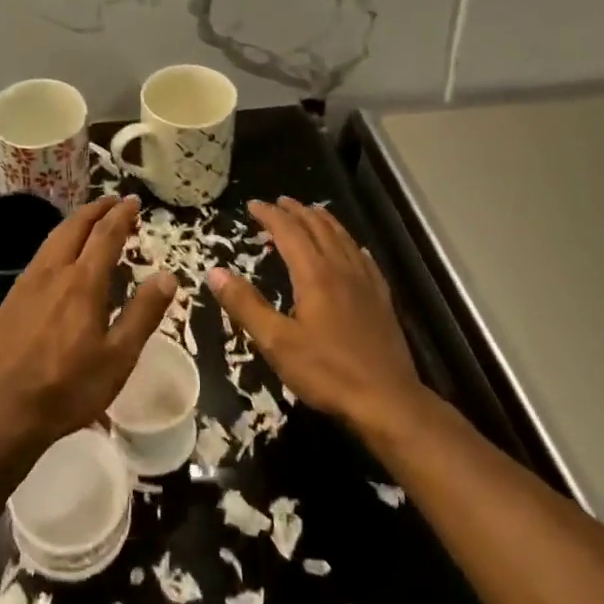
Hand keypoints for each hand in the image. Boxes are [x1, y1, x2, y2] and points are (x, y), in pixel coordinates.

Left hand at [0, 195, 177, 455]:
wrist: (4, 411)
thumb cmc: (69, 387)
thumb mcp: (118, 357)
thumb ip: (143, 313)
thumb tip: (167, 276)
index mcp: (83, 282)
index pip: (105, 235)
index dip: (121, 215)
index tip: (132, 201)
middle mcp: (53, 272)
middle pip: (75, 226)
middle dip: (96, 210)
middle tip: (113, 202)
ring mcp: (26, 283)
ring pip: (52, 238)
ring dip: (74, 223)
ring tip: (89, 222)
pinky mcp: (10, 300)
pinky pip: (38, 258)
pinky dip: (56, 244)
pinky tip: (58, 259)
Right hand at [209, 197, 422, 434]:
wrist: (388, 402)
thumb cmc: (328, 373)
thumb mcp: (277, 343)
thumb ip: (246, 305)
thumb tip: (215, 272)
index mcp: (315, 275)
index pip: (289, 232)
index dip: (270, 215)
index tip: (252, 205)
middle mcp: (341, 269)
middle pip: (318, 228)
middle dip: (297, 211)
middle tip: (279, 202)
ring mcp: (366, 284)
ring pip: (343, 239)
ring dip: (324, 221)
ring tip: (311, 213)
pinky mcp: (382, 301)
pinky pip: (364, 260)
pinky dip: (351, 245)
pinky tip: (353, 250)